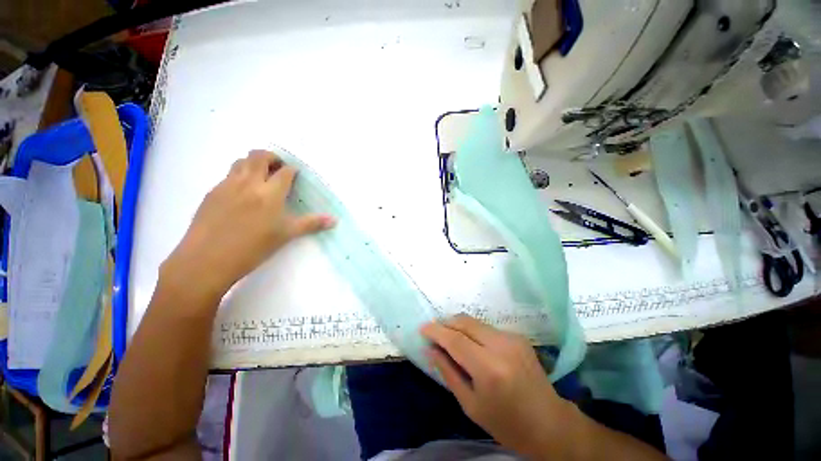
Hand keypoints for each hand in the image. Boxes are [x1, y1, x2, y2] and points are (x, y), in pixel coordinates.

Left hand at [163, 150, 334, 298]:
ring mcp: (227, 185)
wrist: (206, 260)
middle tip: (279, 169)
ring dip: (254, 162)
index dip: (292, 170)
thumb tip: (334, 220)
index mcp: (270, 193)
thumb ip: (311, 224)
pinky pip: (228, 174)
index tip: (296, 175)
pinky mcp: (212, 192)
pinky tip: (243, 193)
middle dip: (272, 157)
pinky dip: (239, 175)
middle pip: (260, 156)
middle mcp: (248, 183)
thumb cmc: (253, 248)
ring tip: (261, 177)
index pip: (285, 172)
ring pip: (241, 161)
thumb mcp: (286, 235)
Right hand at [420, 315, 570, 457]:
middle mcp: (501, 346)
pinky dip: (473, 331)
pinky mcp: (517, 336)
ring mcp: (512, 338)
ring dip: (458, 326)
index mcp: (489, 369)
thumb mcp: (471, 405)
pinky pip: (486, 328)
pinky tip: (470, 344)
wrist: (550, 423)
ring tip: (449, 337)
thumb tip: (430, 350)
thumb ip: (448, 373)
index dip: (436, 331)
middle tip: (434, 332)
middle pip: (465, 322)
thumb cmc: (507, 423)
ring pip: (475, 321)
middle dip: (446, 323)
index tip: (422, 328)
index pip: (455, 340)